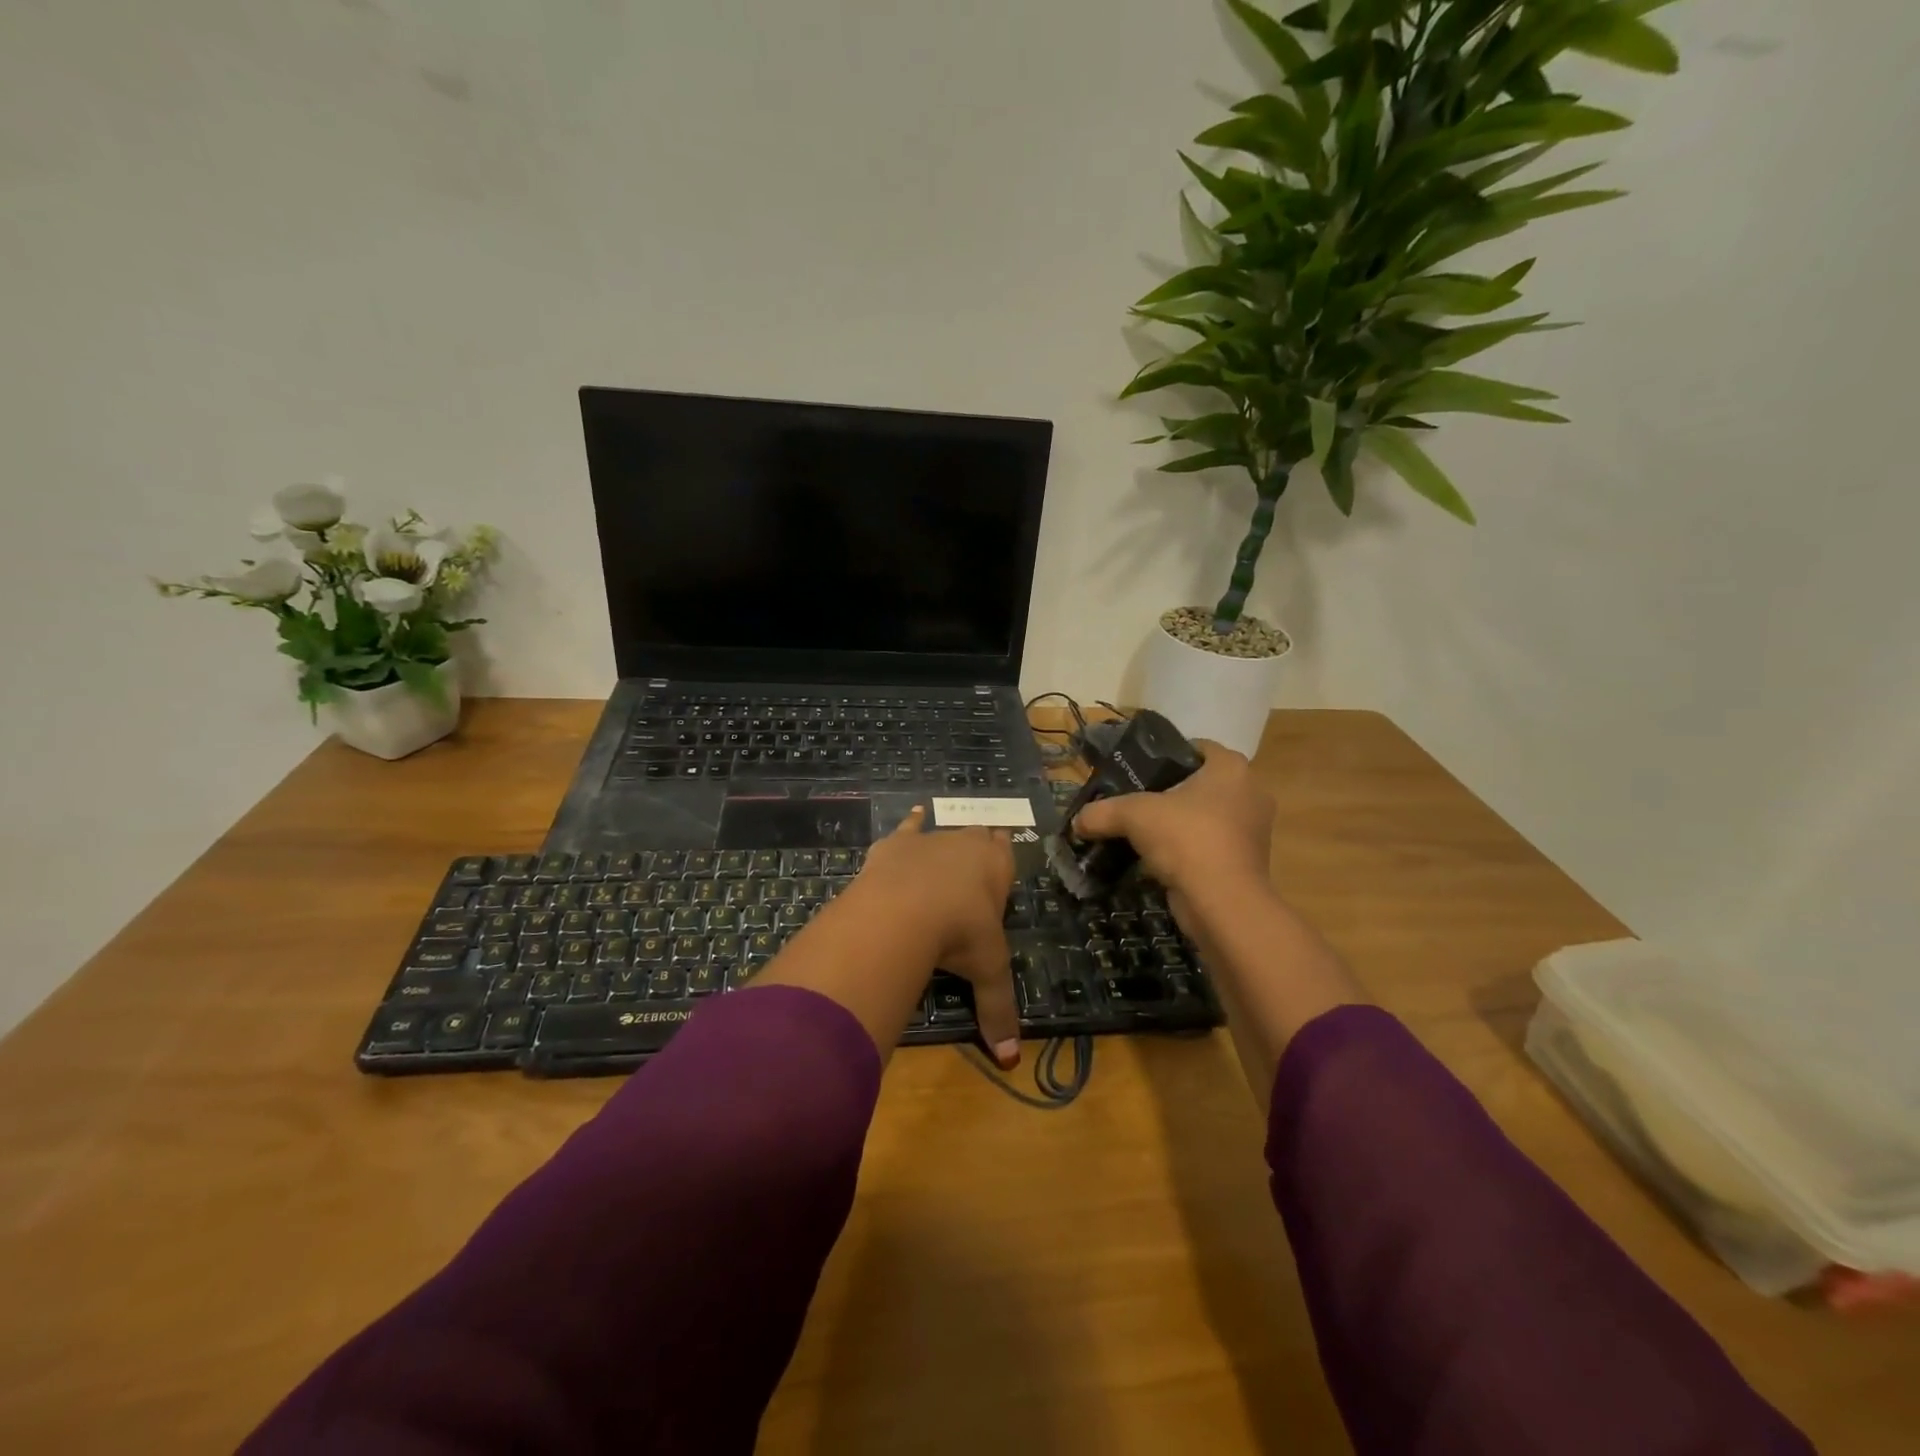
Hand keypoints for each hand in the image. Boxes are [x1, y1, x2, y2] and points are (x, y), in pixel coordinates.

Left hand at [843, 809, 1020, 1064]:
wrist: (906, 908)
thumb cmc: (959, 934)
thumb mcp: (986, 972)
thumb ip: (998, 1011)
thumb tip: (1010, 1062)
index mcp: (997, 867)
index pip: (1006, 852)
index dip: (1003, 858)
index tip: (999, 865)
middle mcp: (967, 844)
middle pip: (978, 837)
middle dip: (977, 849)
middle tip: (972, 869)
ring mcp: (931, 839)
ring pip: (944, 831)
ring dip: (945, 841)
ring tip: (944, 852)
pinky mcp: (896, 842)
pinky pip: (908, 826)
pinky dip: (910, 823)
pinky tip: (913, 815)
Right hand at [1071, 741, 1273, 903]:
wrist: (1223, 903)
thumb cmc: (1186, 839)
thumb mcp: (1134, 816)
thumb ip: (1102, 812)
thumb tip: (1077, 822)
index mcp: (1231, 768)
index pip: (1196, 747)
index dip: (1164, 755)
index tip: (1135, 770)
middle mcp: (1248, 792)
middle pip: (1198, 783)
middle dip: (1167, 792)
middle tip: (1132, 801)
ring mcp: (1251, 829)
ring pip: (1204, 816)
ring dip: (1176, 824)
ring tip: (1139, 831)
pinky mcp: (1246, 862)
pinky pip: (1209, 845)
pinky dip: (1186, 850)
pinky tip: (1156, 859)